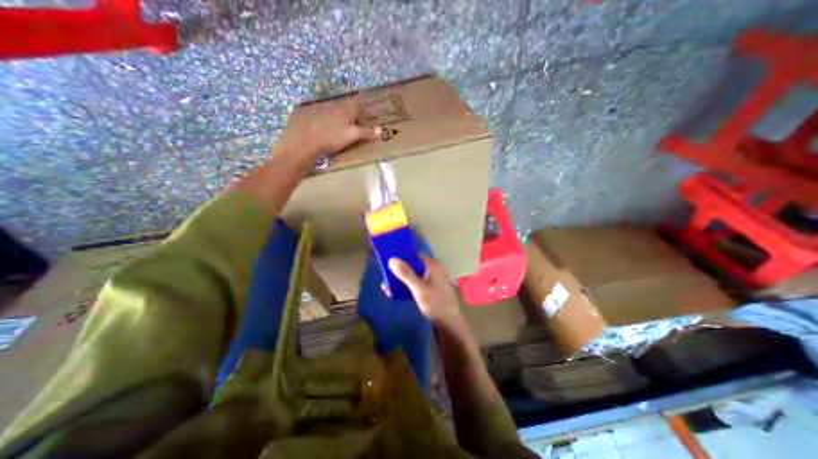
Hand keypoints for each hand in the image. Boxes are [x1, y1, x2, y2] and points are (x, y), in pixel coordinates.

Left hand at [273, 96, 377, 168]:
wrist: (306, 141)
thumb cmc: (333, 138)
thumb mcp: (353, 136)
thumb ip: (367, 133)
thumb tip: (381, 130)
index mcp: (346, 110)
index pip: (357, 104)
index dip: (361, 107)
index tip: (365, 111)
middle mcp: (334, 107)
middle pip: (345, 107)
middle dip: (351, 112)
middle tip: (355, 119)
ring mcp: (322, 111)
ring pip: (334, 111)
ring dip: (339, 116)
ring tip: (342, 125)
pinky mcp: (311, 118)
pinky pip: (323, 117)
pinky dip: (327, 121)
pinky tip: (327, 128)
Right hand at [388, 255, 461, 326]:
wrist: (449, 323)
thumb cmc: (435, 304)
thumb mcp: (418, 289)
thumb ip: (406, 274)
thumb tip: (392, 259)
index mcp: (433, 265)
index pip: (414, 255)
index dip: (401, 257)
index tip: (387, 262)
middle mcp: (433, 269)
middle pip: (412, 266)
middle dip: (398, 272)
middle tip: (385, 280)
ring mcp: (432, 279)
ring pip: (413, 275)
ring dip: (400, 281)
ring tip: (387, 289)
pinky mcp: (430, 288)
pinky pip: (416, 283)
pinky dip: (406, 287)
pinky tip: (395, 294)